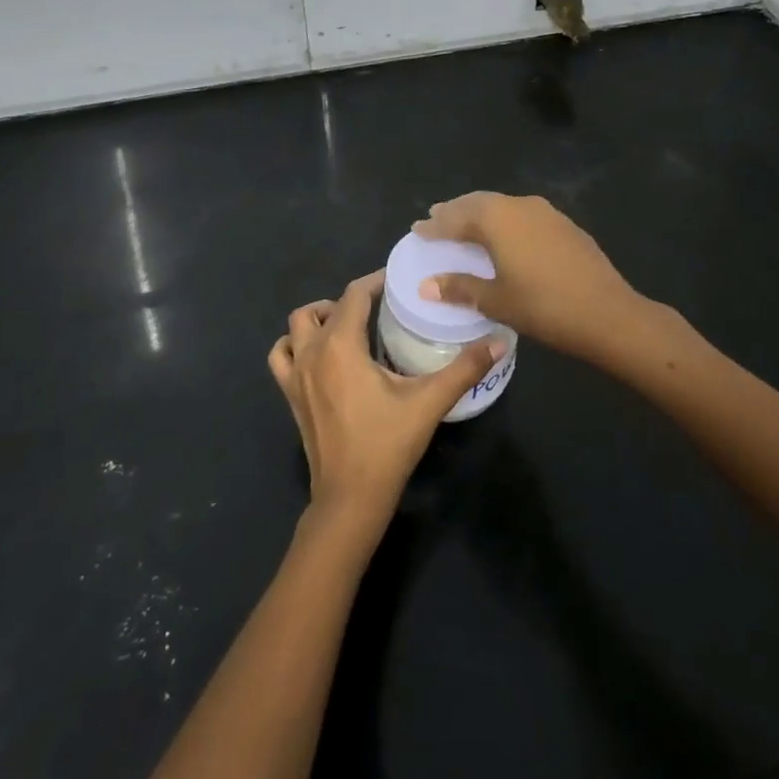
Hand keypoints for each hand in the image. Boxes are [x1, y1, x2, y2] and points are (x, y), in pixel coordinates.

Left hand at [268, 271, 503, 531]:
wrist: (350, 498)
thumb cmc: (387, 444)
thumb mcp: (429, 402)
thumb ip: (464, 368)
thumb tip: (498, 340)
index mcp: (340, 345)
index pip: (353, 295)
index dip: (374, 281)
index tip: (396, 280)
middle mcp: (312, 352)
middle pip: (321, 308)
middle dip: (348, 301)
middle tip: (377, 309)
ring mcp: (295, 376)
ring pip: (295, 328)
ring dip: (316, 319)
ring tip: (345, 327)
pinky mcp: (290, 397)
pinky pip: (281, 357)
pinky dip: (294, 346)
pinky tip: (318, 357)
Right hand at [413, 192, 650, 365]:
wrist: (607, 312)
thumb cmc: (543, 307)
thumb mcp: (496, 300)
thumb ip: (459, 287)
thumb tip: (426, 285)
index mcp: (496, 219)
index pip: (455, 218)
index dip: (434, 226)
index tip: (416, 230)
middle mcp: (518, 205)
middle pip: (478, 203)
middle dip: (455, 211)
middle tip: (436, 218)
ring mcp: (545, 212)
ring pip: (502, 205)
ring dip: (480, 213)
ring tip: (465, 224)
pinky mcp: (563, 224)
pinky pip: (522, 214)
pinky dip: (504, 221)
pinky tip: (504, 236)